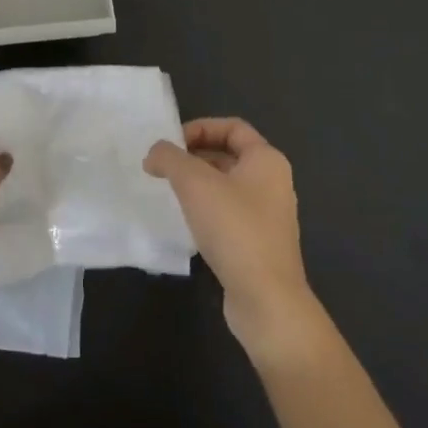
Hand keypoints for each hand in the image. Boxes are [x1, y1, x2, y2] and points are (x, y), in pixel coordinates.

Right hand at [145, 118, 326, 362]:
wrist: (266, 299)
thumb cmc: (234, 229)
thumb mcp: (194, 183)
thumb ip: (169, 158)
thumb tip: (154, 153)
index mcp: (267, 160)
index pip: (232, 127)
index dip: (200, 128)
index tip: (171, 143)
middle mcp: (273, 182)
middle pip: (230, 155)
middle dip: (195, 156)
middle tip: (164, 167)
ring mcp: (269, 215)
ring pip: (228, 185)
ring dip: (199, 184)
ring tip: (169, 192)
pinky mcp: (260, 243)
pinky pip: (230, 213)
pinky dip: (207, 209)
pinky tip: (187, 222)